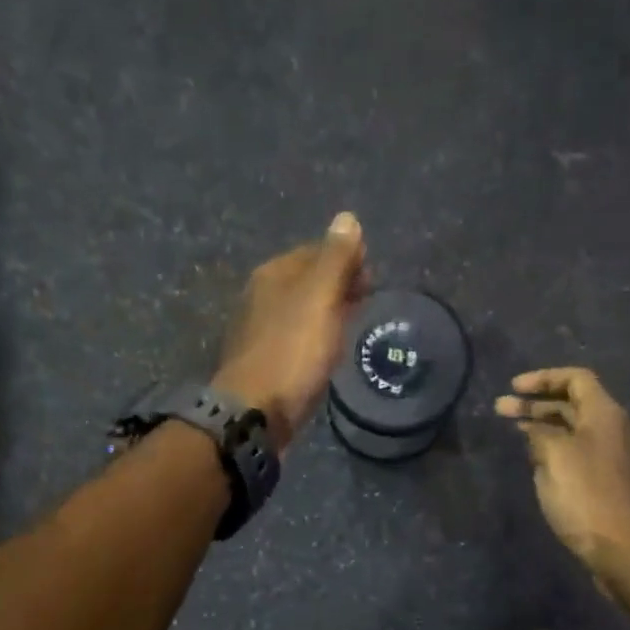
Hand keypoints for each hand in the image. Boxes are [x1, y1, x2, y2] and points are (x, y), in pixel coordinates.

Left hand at [215, 214, 367, 447]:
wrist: (257, 412)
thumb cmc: (292, 352)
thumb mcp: (320, 299)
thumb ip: (335, 259)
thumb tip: (347, 218)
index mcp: (273, 274)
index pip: (317, 252)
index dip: (347, 259)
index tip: (372, 277)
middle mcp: (262, 296)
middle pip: (308, 280)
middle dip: (339, 284)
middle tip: (368, 300)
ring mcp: (260, 330)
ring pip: (303, 310)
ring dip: (329, 311)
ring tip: (354, 324)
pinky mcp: (266, 360)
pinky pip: (298, 337)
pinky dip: (317, 336)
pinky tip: (330, 351)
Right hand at [496, 368, 629, 570]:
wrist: (624, 548)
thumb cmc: (587, 494)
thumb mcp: (554, 456)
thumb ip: (540, 434)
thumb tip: (535, 430)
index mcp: (605, 414)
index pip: (576, 379)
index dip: (543, 378)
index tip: (514, 388)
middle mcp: (615, 429)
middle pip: (574, 404)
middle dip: (536, 404)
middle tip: (502, 410)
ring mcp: (616, 457)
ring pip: (575, 431)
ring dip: (544, 428)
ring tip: (515, 434)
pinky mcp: (612, 483)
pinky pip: (580, 454)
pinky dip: (556, 450)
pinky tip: (536, 463)